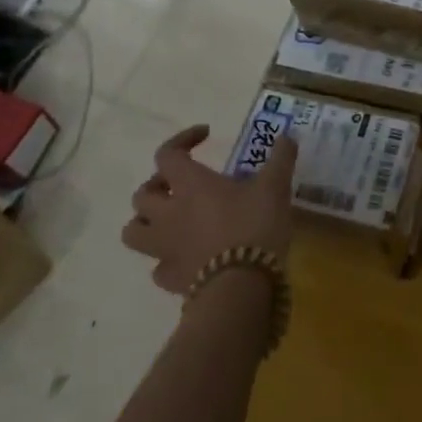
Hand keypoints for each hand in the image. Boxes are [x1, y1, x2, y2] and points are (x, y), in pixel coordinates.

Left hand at [122, 126, 296, 292]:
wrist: (241, 286)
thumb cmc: (255, 226)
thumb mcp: (275, 185)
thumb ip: (281, 158)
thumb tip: (287, 137)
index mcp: (190, 185)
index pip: (167, 154)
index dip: (182, 140)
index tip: (205, 135)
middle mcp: (169, 214)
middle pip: (142, 195)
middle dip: (158, 185)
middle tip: (181, 184)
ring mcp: (165, 249)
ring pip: (134, 232)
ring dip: (147, 222)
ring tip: (171, 219)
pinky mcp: (171, 279)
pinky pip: (157, 267)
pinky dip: (167, 259)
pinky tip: (186, 256)